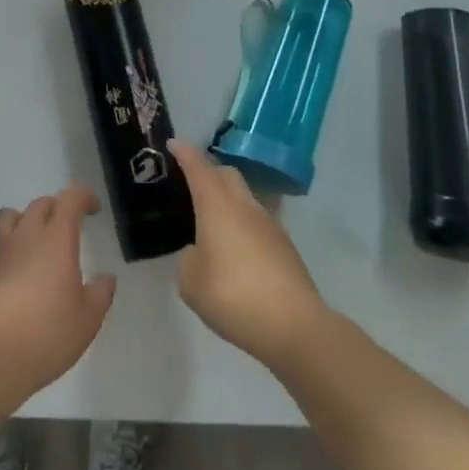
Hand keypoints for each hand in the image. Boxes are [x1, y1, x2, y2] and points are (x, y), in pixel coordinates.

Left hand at [0, 184, 116, 398]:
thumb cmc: (47, 334)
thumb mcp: (87, 320)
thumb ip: (100, 294)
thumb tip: (106, 278)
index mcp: (55, 240)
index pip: (69, 199)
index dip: (83, 196)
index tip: (93, 208)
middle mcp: (24, 237)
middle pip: (39, 205)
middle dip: (56, 209)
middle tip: (66, 228)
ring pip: (7, 217)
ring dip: (23, 220)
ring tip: (33, 242)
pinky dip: (5, 254)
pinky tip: (12, 279)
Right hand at [170, 139, 328, 365]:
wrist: (295, 326)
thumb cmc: (233, 296)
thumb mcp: (191, 282)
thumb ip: (188, 259)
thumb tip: (199, 252)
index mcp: (217, 205)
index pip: (198, 167)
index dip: (184, 153)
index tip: (173, 143)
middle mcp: (244, 206)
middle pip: (226, 174)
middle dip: (208, 171)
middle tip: (191, 183)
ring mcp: (270, 224)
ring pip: (245, 197)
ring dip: (228, 199)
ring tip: (213, 222)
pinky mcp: (285, 246)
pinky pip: (258, 222)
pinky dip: (243, 225)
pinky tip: (237, 250)